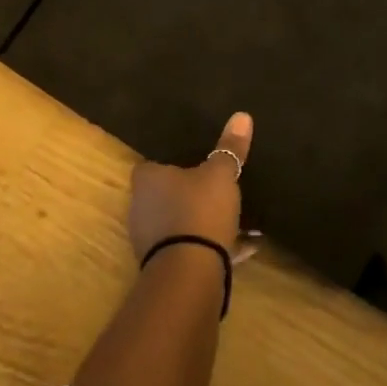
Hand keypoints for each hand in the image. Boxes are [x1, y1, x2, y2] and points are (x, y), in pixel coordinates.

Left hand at [126, 112, 253, 260]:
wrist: (190, 270)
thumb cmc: (199, 209)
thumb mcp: (221, 174)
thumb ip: (230, 148)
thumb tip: (242, 115)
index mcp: (147, 180)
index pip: (151, 165)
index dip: (171, 162)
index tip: (194, 162)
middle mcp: (141, 208)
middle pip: (165, 195)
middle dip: (190, 193)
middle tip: (218, 188)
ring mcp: (150, 239)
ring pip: (181, 222)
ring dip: (204, 222)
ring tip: (239, 220)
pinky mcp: (165, 264)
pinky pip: (192, 247)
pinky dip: (214, 245)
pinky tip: (245, 247)